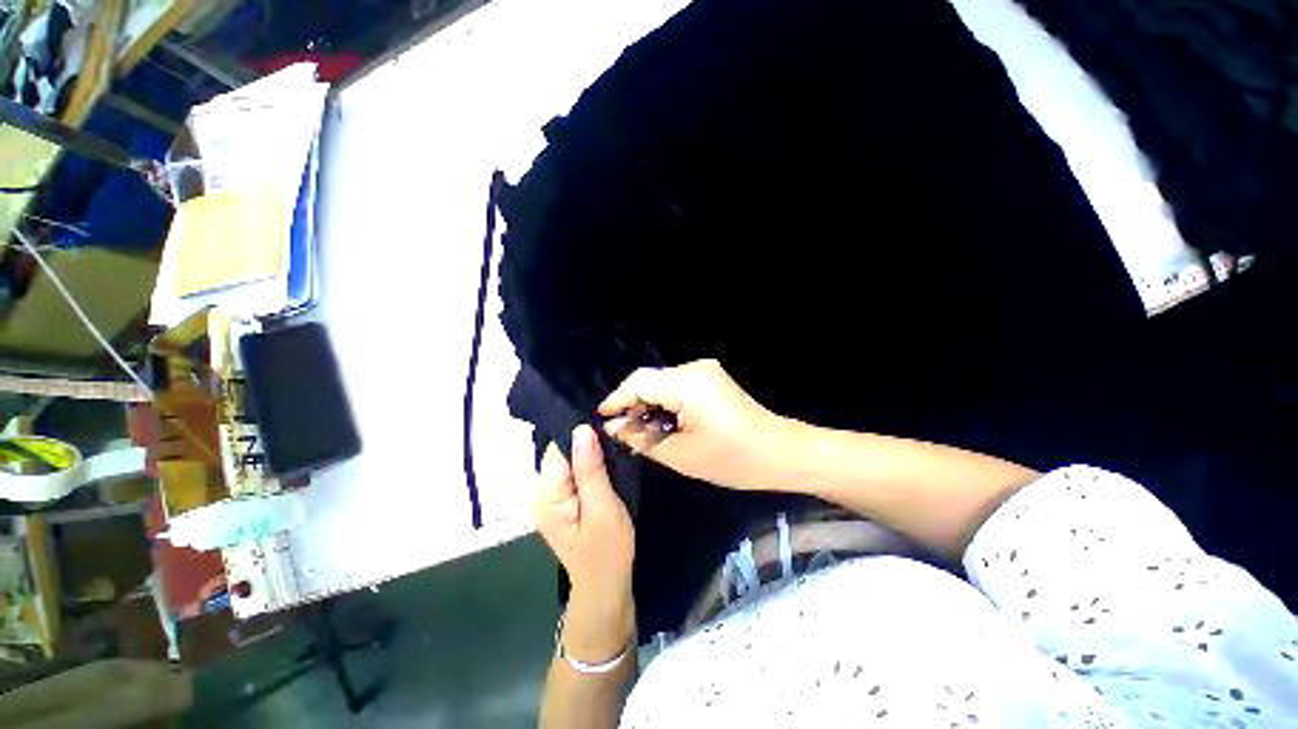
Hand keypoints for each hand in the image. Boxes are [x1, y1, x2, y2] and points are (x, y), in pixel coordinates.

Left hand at [533, 426, 634, 660]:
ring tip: (614, 451)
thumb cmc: (607, 551)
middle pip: (562, 454)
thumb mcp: (602, 507)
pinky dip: (591, 467)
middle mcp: (544, 493)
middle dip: (586, 445)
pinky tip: (607, 466)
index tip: (605, 428)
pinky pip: (576, 473)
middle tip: (614, 441)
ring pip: (571, 461)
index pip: (557, 449)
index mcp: (547, 495)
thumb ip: (591, 469)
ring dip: (591, 455)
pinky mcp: (566, 501)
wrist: (607, 586)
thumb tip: (581, 428)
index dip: (580, 436)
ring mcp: (554, 498)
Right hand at [597, 359, 790, 490]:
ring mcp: (706, 371)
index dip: (617, 399)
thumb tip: (613, 427)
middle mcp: (696, 369)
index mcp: (689, 385)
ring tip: (641, 431)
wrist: (781, 453)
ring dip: (649, 404)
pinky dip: (665, 402)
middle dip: (633, 403)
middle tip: (622, 431)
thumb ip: (641, 438)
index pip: (639, 383)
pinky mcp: (711, 378)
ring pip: (662, 382)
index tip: (602, 418)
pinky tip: (662, 422)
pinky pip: (677, 385)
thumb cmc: (733, 460)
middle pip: (650, 379)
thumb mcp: (681, 455)